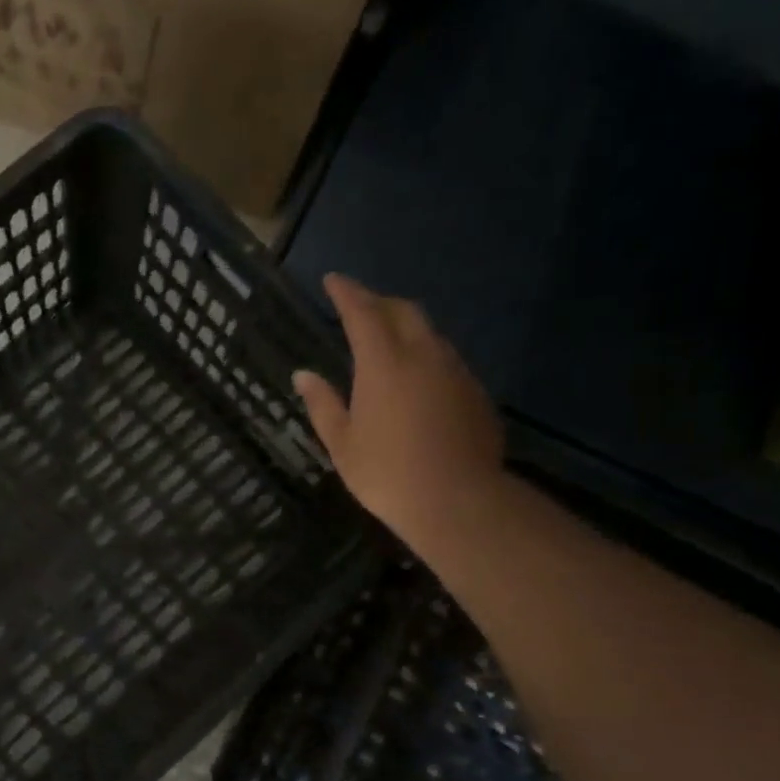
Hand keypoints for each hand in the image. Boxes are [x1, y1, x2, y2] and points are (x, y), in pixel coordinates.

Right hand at [294, 273, 506, 558]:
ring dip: (406, 326)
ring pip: (429, 333)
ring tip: (388, 339)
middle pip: (403, 310)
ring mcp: (455, 371)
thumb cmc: (386, 474)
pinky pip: (447, 359)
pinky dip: (426, 354)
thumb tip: (303, 375)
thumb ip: (322, 404)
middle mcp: (423, 355)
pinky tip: (417, 379)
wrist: (458, 500)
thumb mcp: (342, 443)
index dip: (346, 292)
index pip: (362, 312)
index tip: (333, 280)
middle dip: (378, 302)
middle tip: (359, 307)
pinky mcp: (476, 392)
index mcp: (383, 363)